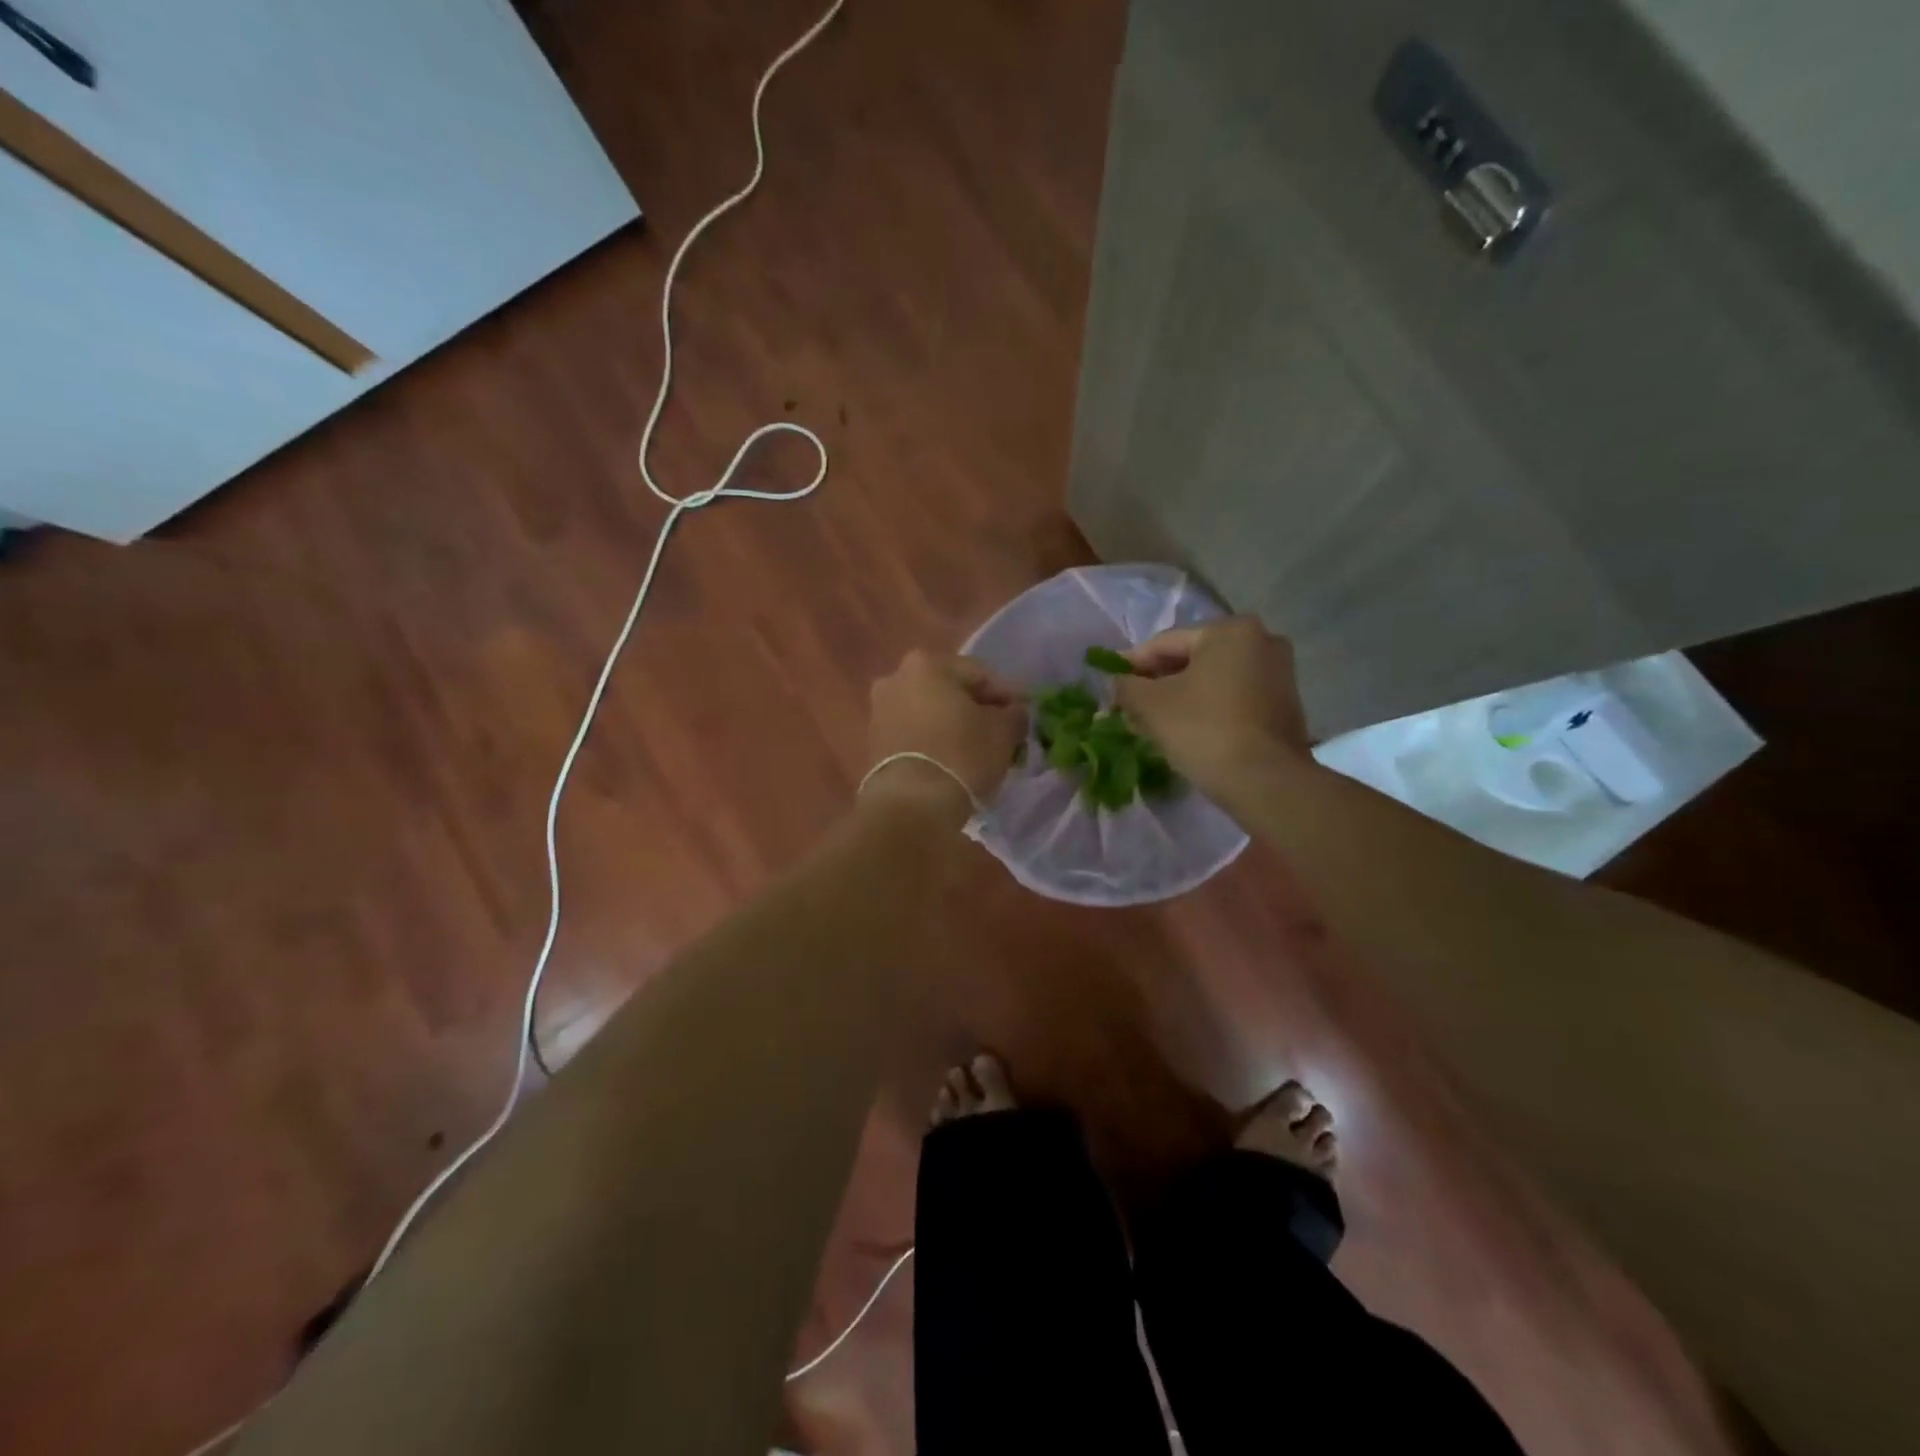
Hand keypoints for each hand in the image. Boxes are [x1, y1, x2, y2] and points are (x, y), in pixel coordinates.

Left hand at [864, 650, 1026, 826]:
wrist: (911, 804)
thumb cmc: (961, 755)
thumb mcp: (1003, 732)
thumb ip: (1014, 714)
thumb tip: (1014, 712)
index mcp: (926, 664)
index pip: (979, 674)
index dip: (1007, 695)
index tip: (1025, 715)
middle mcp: (896, 679)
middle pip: (950, 692)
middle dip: (977, 710)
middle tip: (1002, 733)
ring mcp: (880, 711)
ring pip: (931, 714)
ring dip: (954, 727)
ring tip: (979, 751)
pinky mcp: (874, 743)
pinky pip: (915, 735)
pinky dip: (935, 743)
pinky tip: (953, 762)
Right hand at [1115, 617, 1309, 794]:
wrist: (1267, 782)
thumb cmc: (1204, 731)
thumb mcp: (1151, 705)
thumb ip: (1126, 686)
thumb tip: (1118, 683)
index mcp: (1229, 630)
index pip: (1165, 643)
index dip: (1131, 664)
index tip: (1109, 684)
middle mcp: (1261, 640)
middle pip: (1192, 659)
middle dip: (1158, 682)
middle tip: (1129, 705)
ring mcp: (1279, 673)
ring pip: (1212, 680)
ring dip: (1181, 697)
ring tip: (1153, 722)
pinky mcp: (1285, 704)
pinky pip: (1233, 697)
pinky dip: (1207, 708)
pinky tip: (1186, 730)